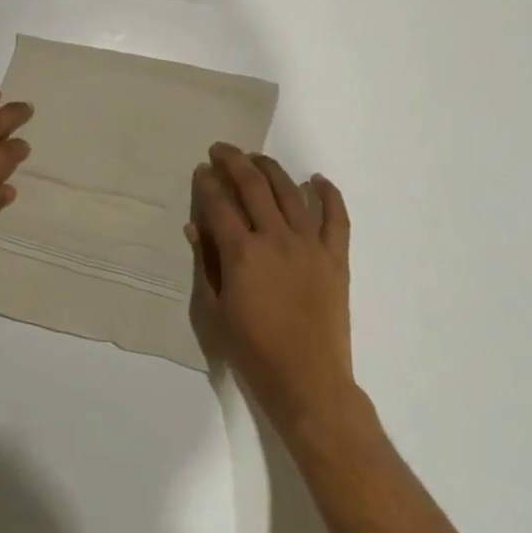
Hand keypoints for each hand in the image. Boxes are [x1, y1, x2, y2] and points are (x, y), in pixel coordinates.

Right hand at [187, 144, 361, 439]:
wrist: (308, 383)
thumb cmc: (253, 351)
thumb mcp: (214, 310)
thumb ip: (205, 264)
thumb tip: (195, 227)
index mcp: (241, 253)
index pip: (219, 204)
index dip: (207, 183)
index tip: (200, 170)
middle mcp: (275, 239)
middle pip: (253, 186)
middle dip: (234, 162)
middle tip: (221, 150)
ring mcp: (309, 246)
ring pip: (290, 193)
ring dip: (271, 169)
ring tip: (256, 158)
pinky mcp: (335, 259)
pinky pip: (336, 218)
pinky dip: (327, 195)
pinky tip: (317, 179)